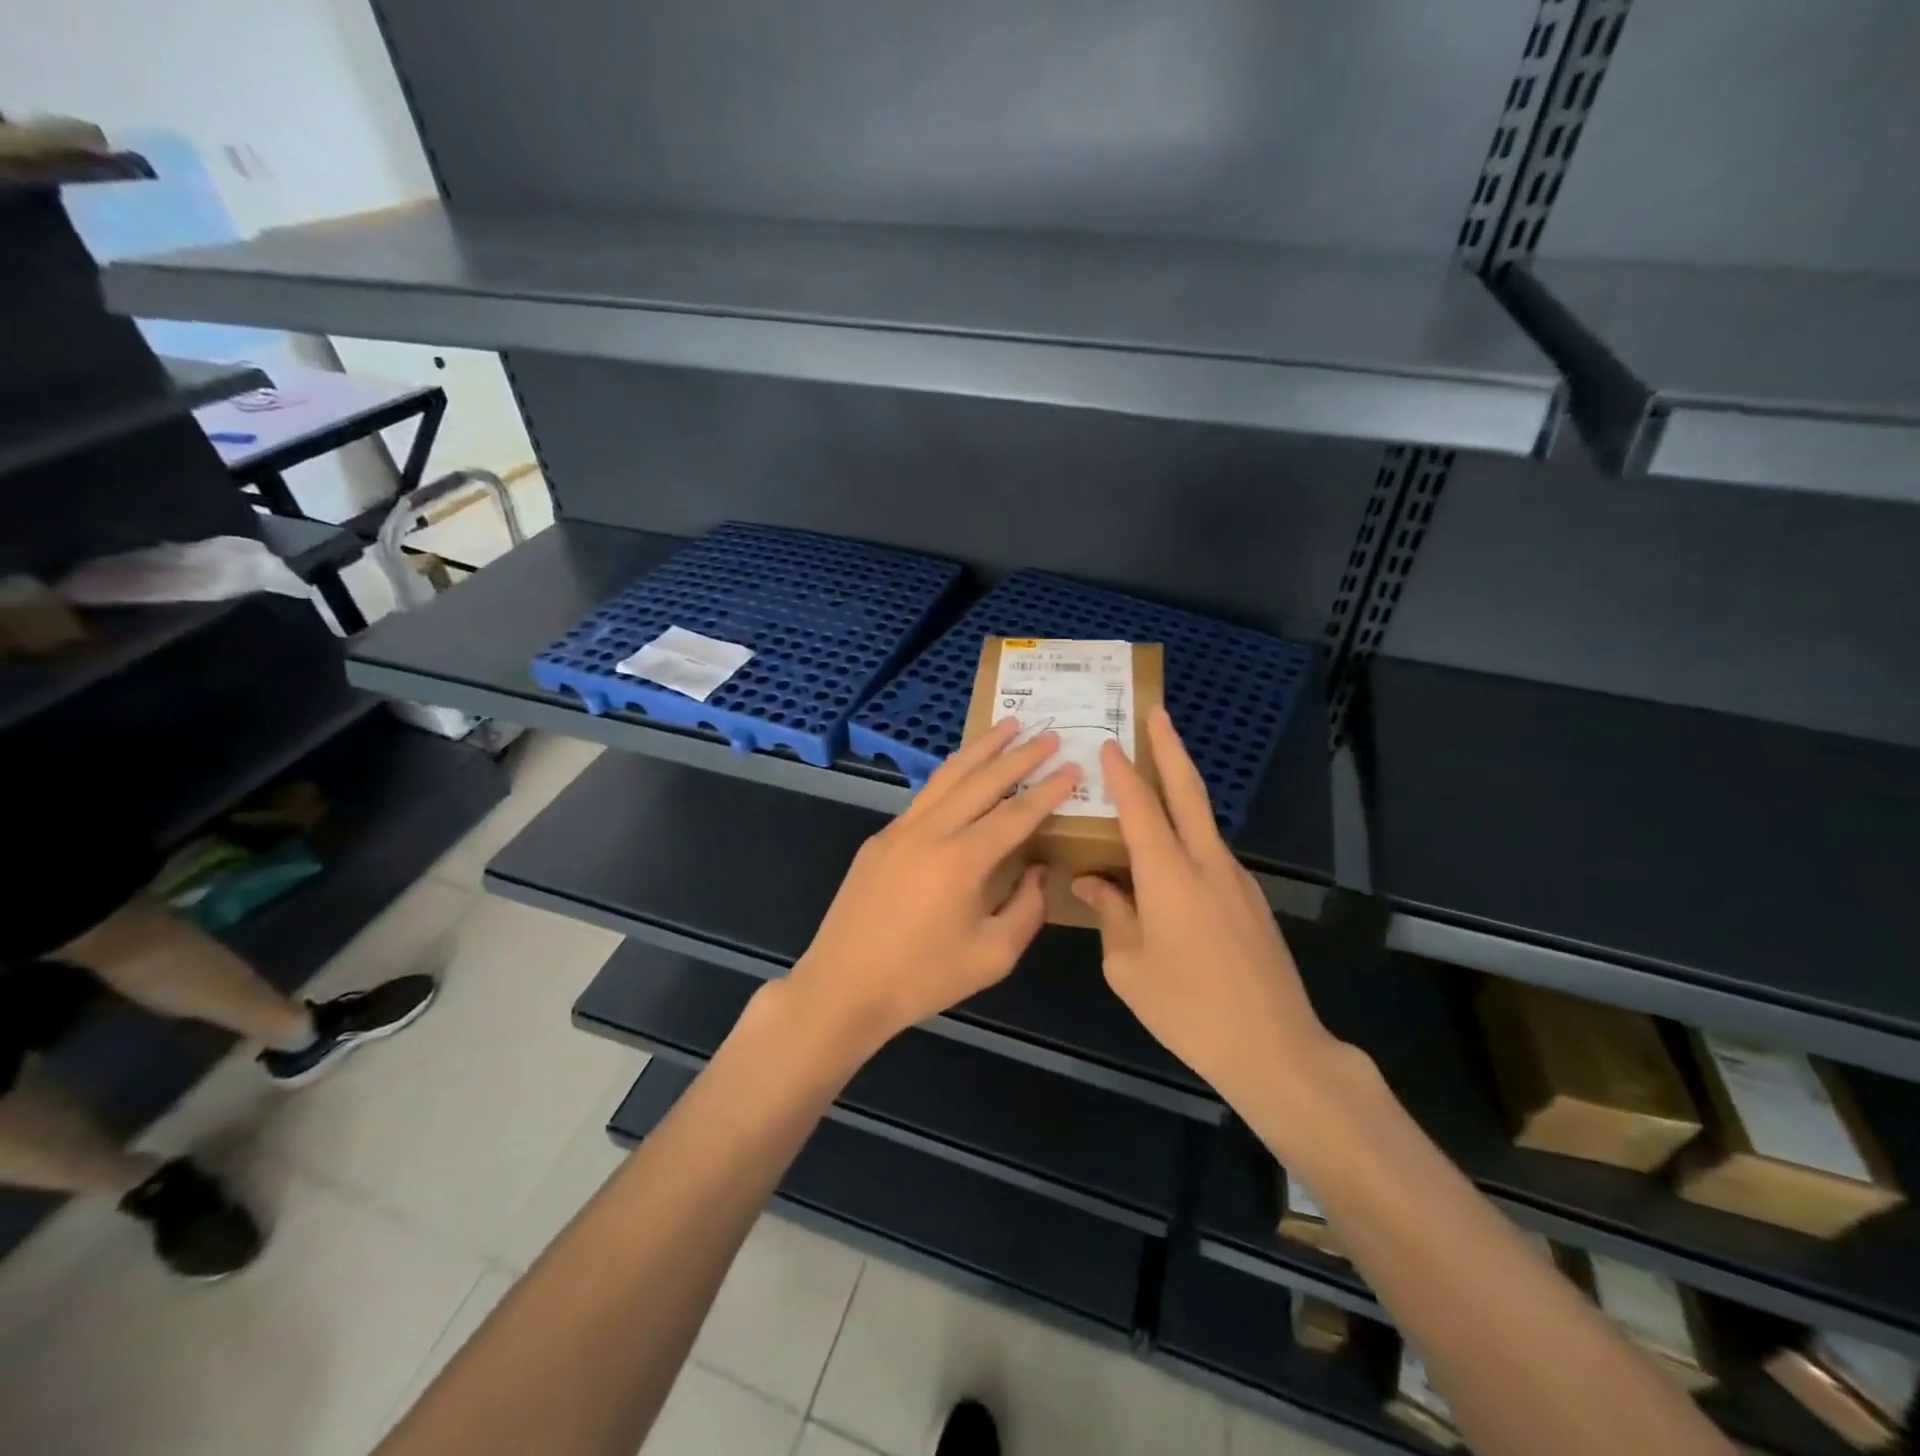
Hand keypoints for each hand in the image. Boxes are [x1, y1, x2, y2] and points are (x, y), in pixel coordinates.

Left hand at [784, 717, 1078, 1060]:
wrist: (844, 987)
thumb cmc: (923, 978)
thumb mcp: (993, 956)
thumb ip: (1026, 908)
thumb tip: (1038, 870)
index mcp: (962, 860)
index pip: (1016, 813)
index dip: (1048, 789)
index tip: (1072, 766)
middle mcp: (931, 831)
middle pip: (982, 780)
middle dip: (1019, 755)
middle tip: (1048, 734)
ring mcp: (899, 830)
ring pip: (947, 776)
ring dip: (981, 749)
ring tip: (1007, 726)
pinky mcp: (879, 839)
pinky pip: (924, 796)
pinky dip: (951, 775)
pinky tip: (964, 771)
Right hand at [1072, 706, 1337, 1106]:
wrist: (1274, 1047)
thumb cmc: (1187, 1008)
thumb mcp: (1128, 966)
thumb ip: (1110, 913)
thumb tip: (1090, 881)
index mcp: (1169, 874)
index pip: (1141, 806)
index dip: (1122, 772)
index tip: (1108, 742)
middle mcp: (1206, 863)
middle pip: (1188, 791)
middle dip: (1170, 748)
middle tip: (1157, 714)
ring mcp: (1235, 879)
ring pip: (1202, 820)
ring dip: (1180, 789)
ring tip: (1154, 776)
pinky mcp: (1250, 899)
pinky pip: (1210, 852)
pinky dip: (1187, 833)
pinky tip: (1169, 854)